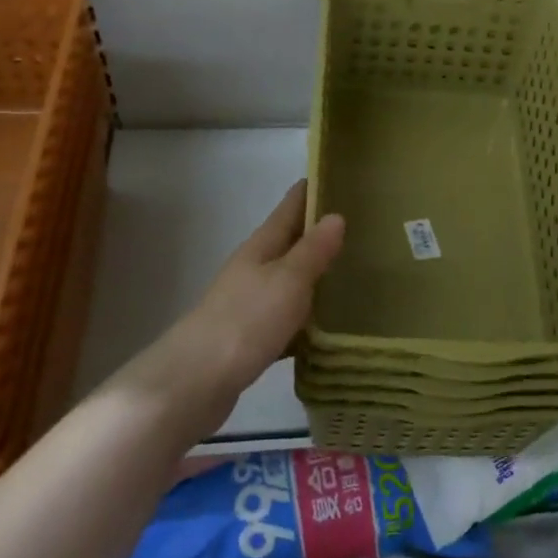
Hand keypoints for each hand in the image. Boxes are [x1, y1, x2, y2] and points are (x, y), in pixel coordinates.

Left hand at [117, 181, 344, 440]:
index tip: (339, 176)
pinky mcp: (251, 338)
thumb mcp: (288, 281)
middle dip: (319, 233)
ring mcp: (249, 304)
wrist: (195, 382)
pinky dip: (306, 316)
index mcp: (261, 248)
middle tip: (362, 226)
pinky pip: (286, 318)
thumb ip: (312, 251)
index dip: (311, 191)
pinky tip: (328, 327)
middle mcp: (253, 269)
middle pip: (289, 242)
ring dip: (314, 275)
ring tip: (354, 271)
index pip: (289, 208)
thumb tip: (336, 215)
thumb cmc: (245, 321)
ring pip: (289, 280)